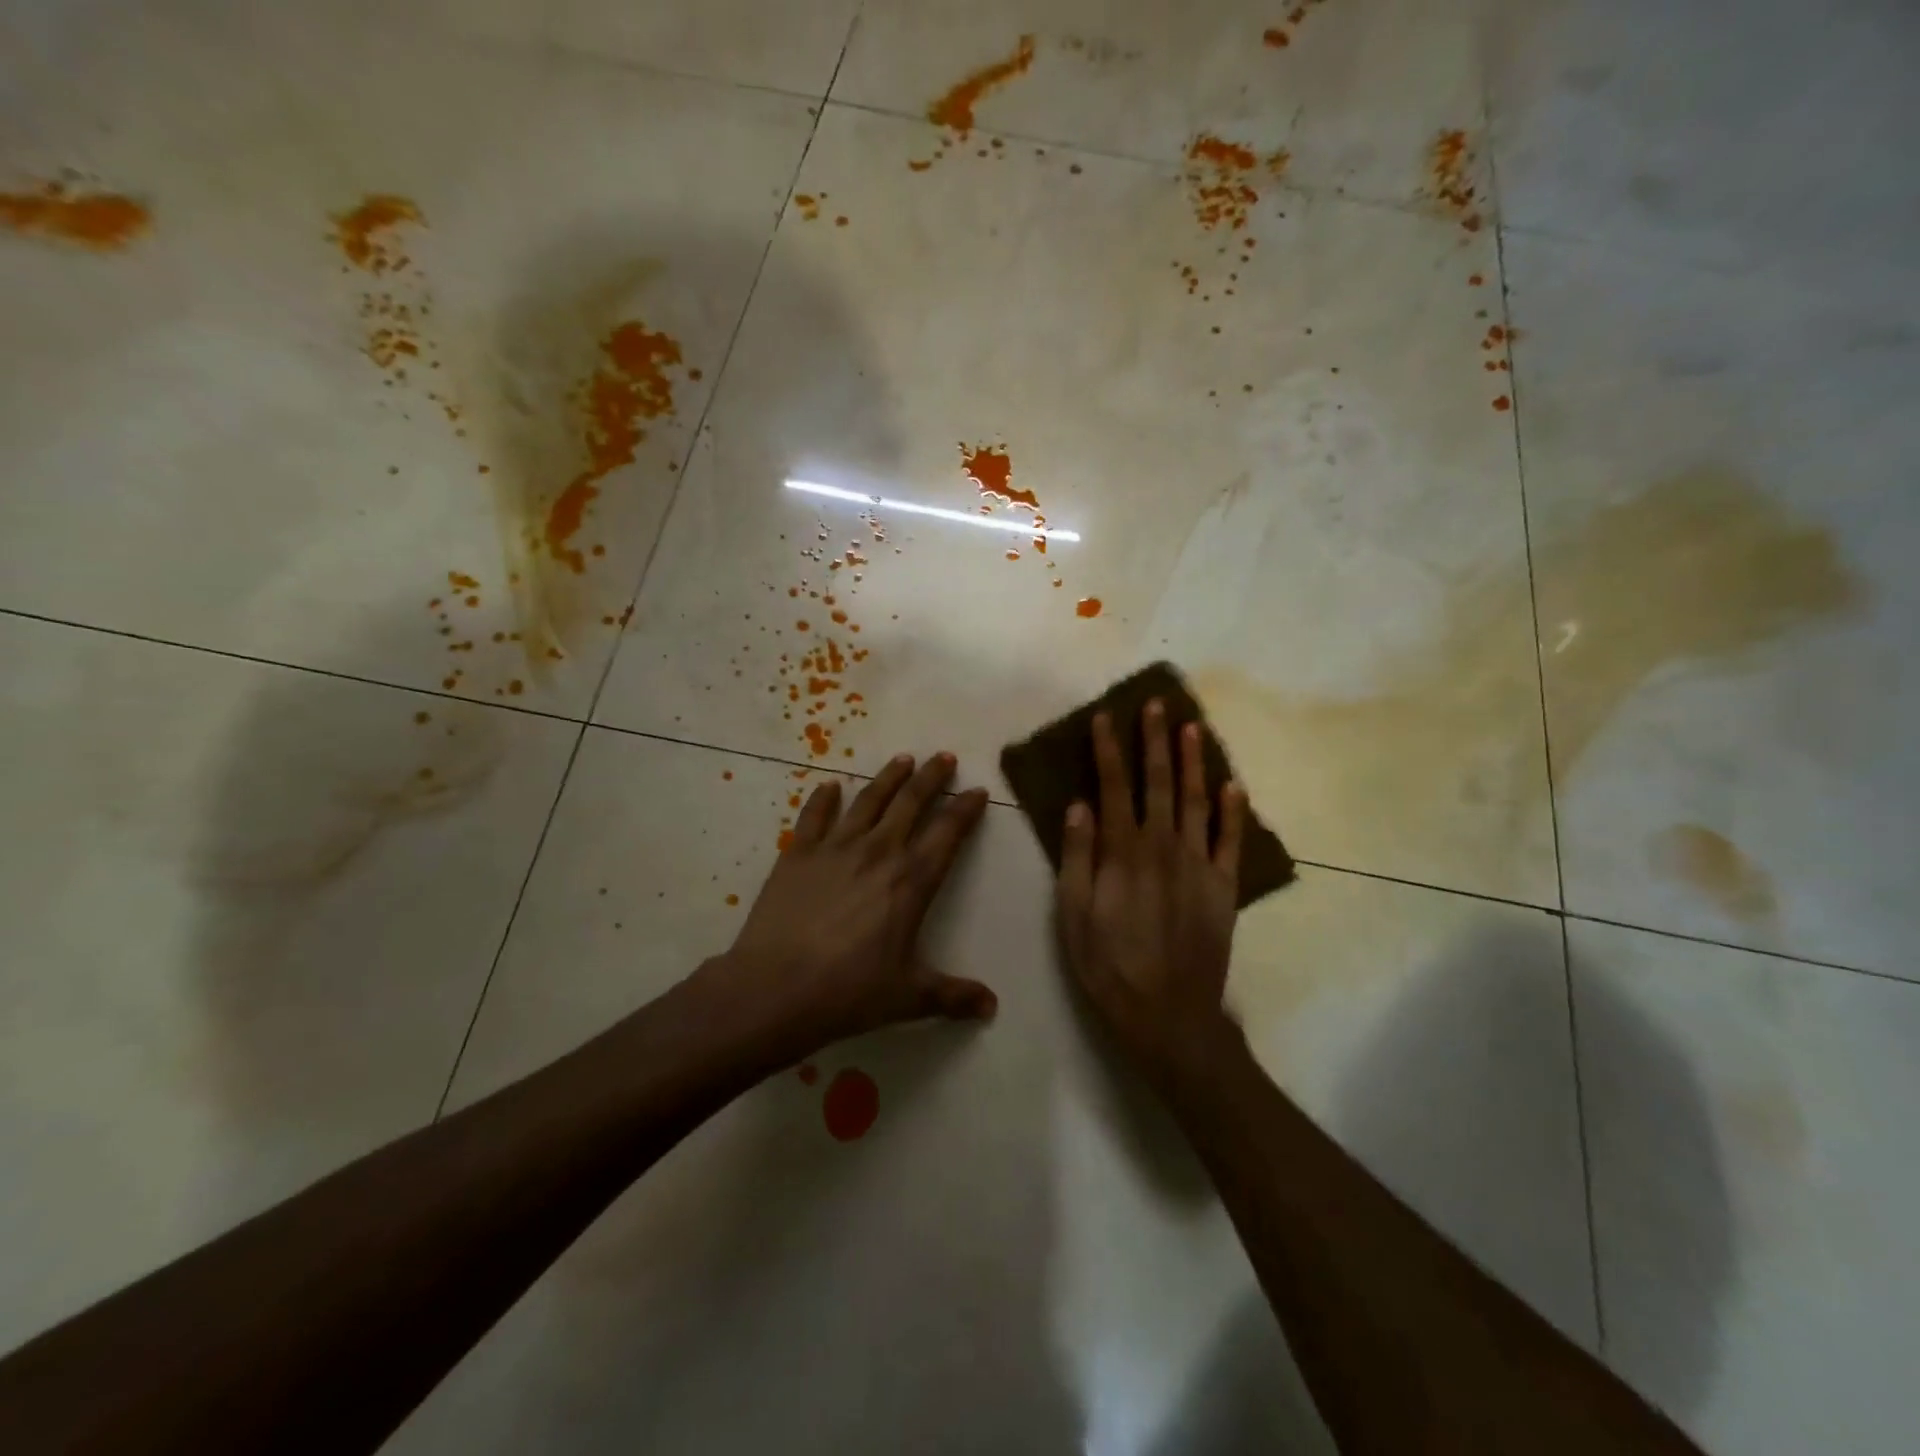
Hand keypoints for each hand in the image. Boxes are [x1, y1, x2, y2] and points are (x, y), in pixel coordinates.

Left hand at [713, 753, 996, 1058]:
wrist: (775, 989)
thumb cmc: (849, 992)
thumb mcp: (909, 998)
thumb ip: (953, 996)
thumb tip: (992, 1007)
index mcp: (912, 882)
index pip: (948, 834)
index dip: (966, 810)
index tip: (977, 790)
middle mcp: (878, 852)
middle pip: (911, 803)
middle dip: (932, 777)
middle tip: (944, 756)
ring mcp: (835, 848)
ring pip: (869, 800)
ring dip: (888, 777)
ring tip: (903, 759)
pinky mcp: (797, 854)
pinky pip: (814, 816)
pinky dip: (823, 798)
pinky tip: (830, 785)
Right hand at [1056, 701, 1246, 1083]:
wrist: (1168, 1013)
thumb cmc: (1109, 965)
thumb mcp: (1073, 914)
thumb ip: (1077, 856)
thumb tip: (1079, 806)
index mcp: (1123, 851)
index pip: (1113, 786)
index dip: (1109, 750)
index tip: (1106, 718)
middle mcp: (1163, 846)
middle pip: (1159, 782)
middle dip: (1155, 741)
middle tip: (1157, 704)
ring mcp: (1199, 864)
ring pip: (1198, 801)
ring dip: (1194, 762)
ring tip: (1192, 727)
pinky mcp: (1224, 886)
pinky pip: (1231, 841)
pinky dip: (1234, 811)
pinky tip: (1233, 786)